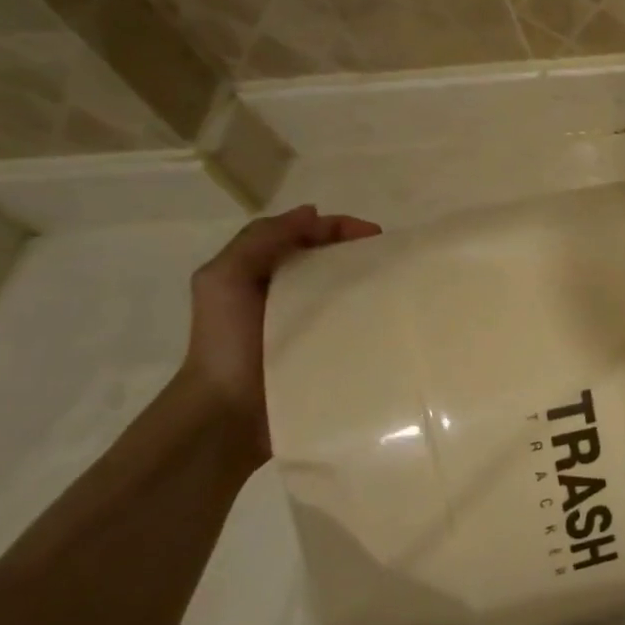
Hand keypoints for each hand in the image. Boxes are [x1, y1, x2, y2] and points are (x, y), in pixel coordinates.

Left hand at [179, 206, 381, 454]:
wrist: (227, 411)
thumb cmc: (226, 340)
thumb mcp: (225, 278)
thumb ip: (260, 240)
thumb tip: (311, 212)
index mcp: (264, 272)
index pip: (307, 235)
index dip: (340, 227)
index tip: (377, 236)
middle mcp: (288, 293)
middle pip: (331, 260)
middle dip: (361, 253)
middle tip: (394, 261)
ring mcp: (311, 324)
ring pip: (346, 292)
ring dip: (372, 285)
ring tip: (400, 288)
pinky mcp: (328, 352)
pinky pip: (355, 326)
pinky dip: (373, 317)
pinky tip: (391, 318)